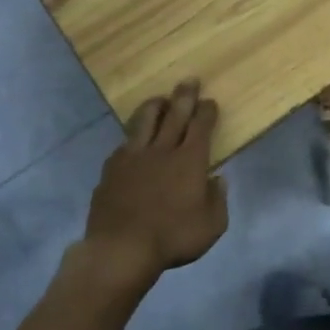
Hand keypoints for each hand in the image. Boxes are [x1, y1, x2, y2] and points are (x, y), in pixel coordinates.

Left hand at [78, 81, 228, 291]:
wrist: (121, 249)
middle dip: (184, 96)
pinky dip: (133, 136)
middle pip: (175, 114)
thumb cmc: (172, 238)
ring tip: (160, 99)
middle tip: (189, 80)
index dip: (207, 111)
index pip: (201, 126)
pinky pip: (124, 144)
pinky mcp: (111, 169)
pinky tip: (133, 139)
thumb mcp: (212, 226)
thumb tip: (218, 180)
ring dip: (155, 106)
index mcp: (190, 160)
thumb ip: (218, 199)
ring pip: (144, 121)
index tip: (210, 101)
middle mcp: (162, 150)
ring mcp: (133, 157)